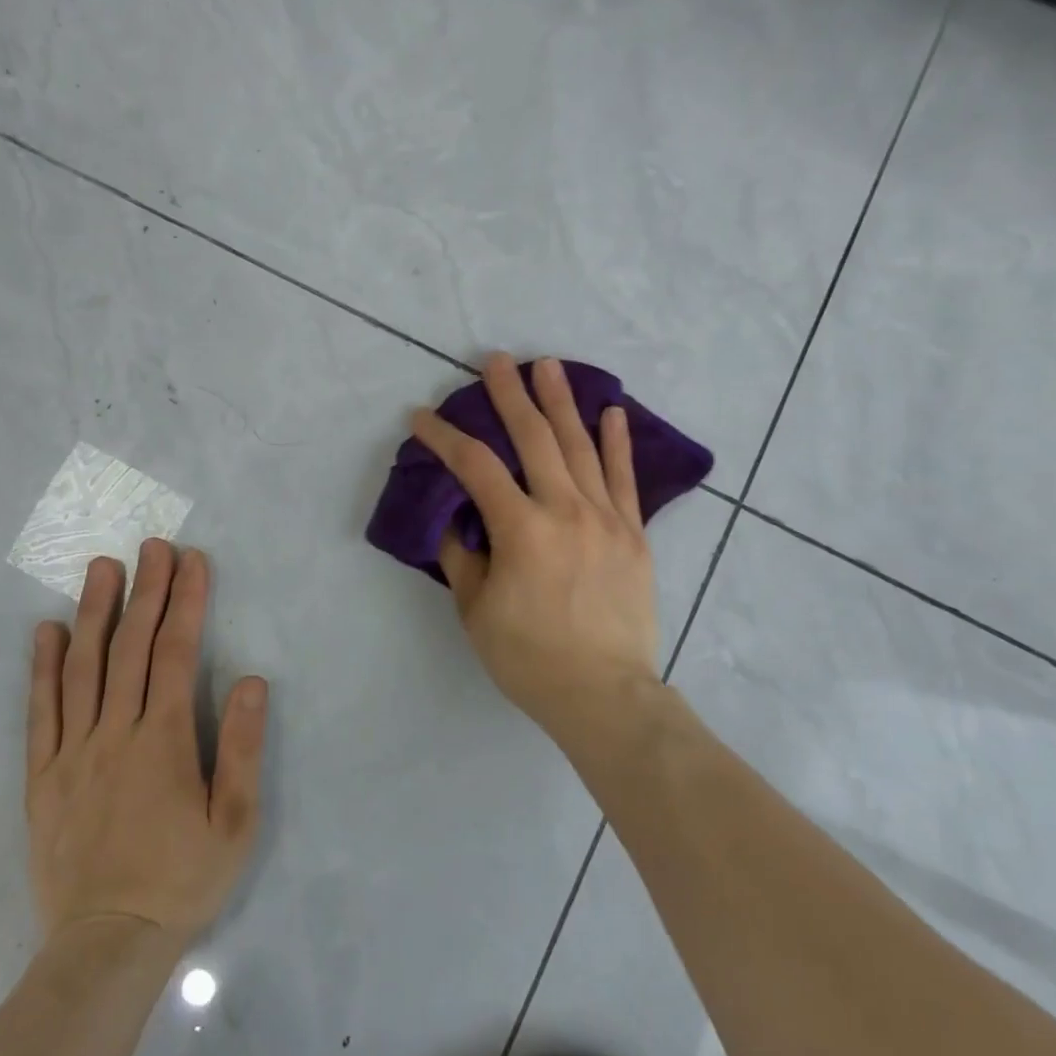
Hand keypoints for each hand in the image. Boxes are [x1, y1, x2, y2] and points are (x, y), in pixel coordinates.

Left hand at [26, 541, 268, 946]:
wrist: (107, 946)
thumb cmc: (182, 880)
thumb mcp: (235, 822)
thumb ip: (241, 747)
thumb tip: (250, 679)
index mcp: (163, 740)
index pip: (175, 653)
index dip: (185, 601)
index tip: (192, 560)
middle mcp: (115, 733)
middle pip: (130, 647)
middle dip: (146, 590)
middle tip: (152, 545)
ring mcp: (72, 753)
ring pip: (82, 668)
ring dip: (94, 612)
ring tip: (101, 567)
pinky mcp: (42, 778)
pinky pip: (40, 713)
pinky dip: (42, 668)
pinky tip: (46, 632)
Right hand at [411, 354, 659, 741]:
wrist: (604, 695)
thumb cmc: (529, 658)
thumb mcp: (476, 611)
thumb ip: (461, 556)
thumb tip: (453, 518)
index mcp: (521, 529)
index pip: (475, 467)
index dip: (444, 438)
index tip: (421, 418)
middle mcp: (565, 510)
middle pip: (534, 438)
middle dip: (510, 396)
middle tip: (496, 361)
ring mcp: (606, 518)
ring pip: (581, 447)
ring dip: (562, 402)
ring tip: (549, 366)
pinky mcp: (633, 533)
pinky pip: (625, 478)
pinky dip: (618, 443)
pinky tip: (612, 412)